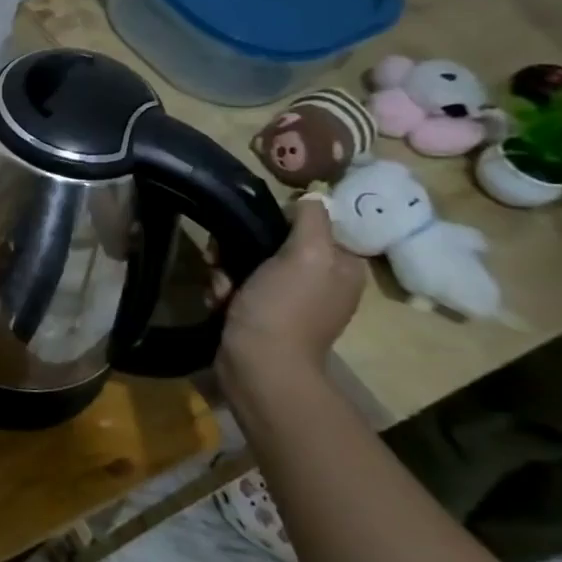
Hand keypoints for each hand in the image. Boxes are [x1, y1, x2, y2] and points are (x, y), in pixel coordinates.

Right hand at [216, 197, 364, 389]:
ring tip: (221, 288)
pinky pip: (239, 288)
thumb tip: (312, 195)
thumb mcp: (307, 254)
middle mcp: (321, 282)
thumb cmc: (284, 307)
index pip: (309, 225)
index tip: (252, 229)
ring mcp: (290, 302)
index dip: (276, 221)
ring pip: (249, 265)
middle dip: (242, 248)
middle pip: (273, 243)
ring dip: (227, 270)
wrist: (258, 366)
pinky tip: (220, 302)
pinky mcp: (262, 317)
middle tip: (225, 260)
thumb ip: (311, 219)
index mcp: (342, 267)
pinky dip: (225, 292)